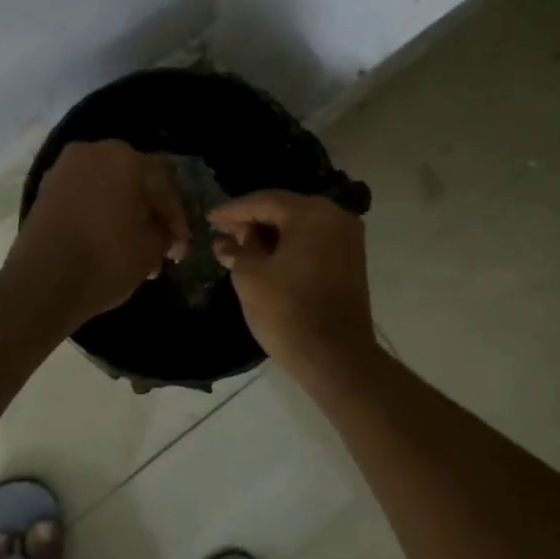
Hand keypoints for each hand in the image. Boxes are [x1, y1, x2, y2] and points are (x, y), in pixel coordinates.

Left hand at [6, 140, 190, 328]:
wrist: (42, 283)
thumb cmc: (105, 261)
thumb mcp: (151, 250)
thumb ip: (166, 233)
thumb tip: (167, 233)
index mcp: (127, 159)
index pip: (165, 183)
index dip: (176, 216)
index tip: (180, 245)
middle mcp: (94, 152)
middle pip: (135, 178)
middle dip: (149, 209)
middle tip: (160, 241)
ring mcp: (65, 168)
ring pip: (108, 186)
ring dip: (124, 210)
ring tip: (134, 245)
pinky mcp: (46, 189)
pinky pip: (85, 194)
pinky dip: (99, 211)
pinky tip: (107, 239)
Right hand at [211, 190, 374, 379]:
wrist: (335, 357)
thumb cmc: (288, 312)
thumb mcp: (251, 277)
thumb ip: (237, 251)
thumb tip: (226, 242)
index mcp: (312, 214)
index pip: (264, 201)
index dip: (233, 210)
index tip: (209, 219)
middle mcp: (336, 218)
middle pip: (285, 210)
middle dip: (252, 221)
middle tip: (223, 233)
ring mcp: (348, 240)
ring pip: (300, 226)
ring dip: (270, 235)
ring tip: (239, 247)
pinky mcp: (351, 262)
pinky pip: (314, 242)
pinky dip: (289, 246)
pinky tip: (265, 258)